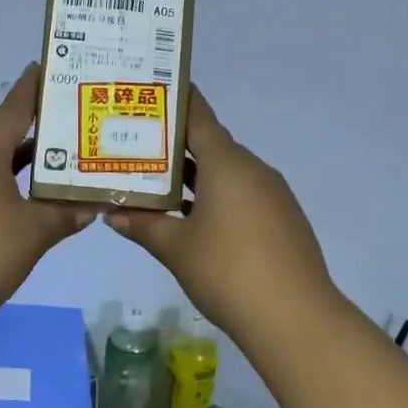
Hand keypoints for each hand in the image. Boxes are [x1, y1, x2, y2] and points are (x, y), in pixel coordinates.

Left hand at [0, 63, 96, 311]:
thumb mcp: (35, 231)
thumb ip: (65, 213)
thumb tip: (92, 206)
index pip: (14, 107)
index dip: (33, 88)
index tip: (47, 68)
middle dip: (31, 130)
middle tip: (66, 127)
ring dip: (12, 160)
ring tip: (47, 164)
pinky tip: (13, 200)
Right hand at [105, 86, 338, 334]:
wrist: (295, 318)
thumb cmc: (228, 272)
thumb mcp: (176, 248)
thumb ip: (142, 225)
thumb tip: (111, 213)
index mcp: (227, 164)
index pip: (198, 117)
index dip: (176, 101)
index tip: (154, 89)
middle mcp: (253, 169)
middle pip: (211, 145)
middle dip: (176, 146)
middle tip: (139, 146)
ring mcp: (272, 194)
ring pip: (227, 172)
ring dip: (196, 176)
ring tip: (159, 184)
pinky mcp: (283, 218)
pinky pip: (243, 194)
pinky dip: (218, 196)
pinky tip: (196, 219)